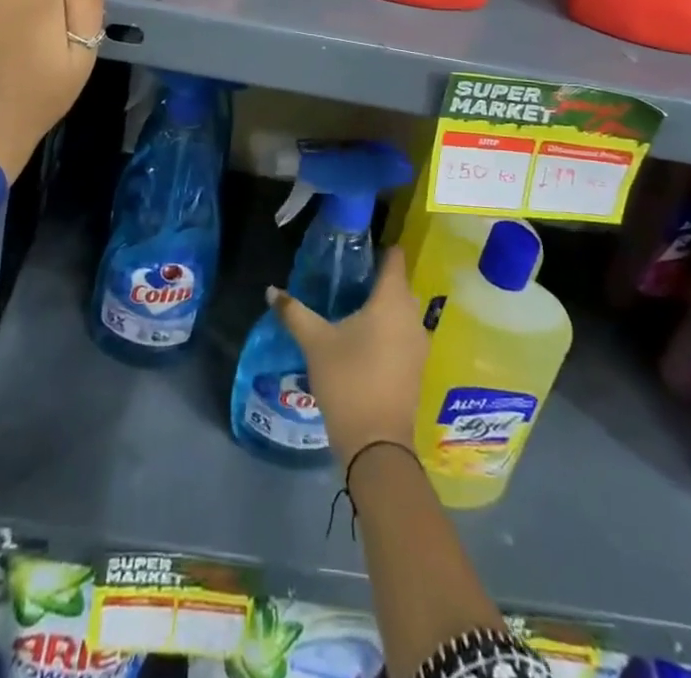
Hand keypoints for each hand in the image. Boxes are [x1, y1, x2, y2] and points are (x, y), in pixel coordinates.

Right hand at [270, 253, 426, 466]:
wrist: (377, 443)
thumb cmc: (348, 380)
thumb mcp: (315, 342)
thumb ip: (294, 312)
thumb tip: (272, 290)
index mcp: (391, 300)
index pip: (395, 258)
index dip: (381, 247)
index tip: (360, 245)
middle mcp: (412, 316)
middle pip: (399, 284)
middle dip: (377, 278)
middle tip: (348, 277)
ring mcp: (418, 343)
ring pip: (403, 311)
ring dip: (384, 306)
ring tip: (353, 307)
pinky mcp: (417, 366)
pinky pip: (404, 333)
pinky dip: (389, 329)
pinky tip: (365, 338)